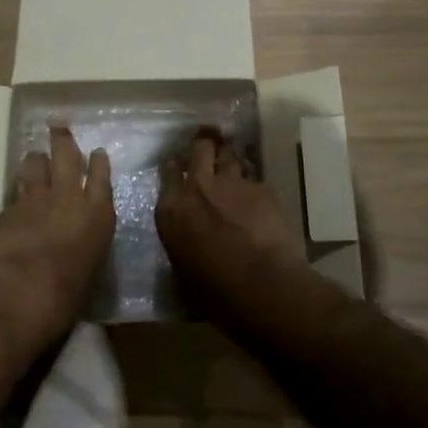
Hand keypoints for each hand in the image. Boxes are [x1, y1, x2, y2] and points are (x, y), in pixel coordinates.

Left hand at [0, 125, 113, 345]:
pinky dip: (17, 192)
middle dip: (62, 139)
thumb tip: (79, 244)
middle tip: (57, 125)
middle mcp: (69, 197)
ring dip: (35, 160)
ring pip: (35, 164)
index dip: (98, 162)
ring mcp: (36, 199)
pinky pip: (15, 192)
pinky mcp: (9, 208)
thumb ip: (86, 246)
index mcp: (98, 214)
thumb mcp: (90, 268)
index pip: (101, 176)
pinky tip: (15, 198)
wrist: (22, 293)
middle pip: (66, 155)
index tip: (97, 151)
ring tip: (34, 157)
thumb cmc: (68, 294)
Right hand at [155, 132, 303, 309]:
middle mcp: (197, 186)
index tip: (178, 163)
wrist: (259, 284)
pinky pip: (253, 179)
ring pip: (229, 154)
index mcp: (171, 208)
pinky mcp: (260, 187)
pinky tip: (258, 196)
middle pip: (200, 147)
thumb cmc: (213, 289)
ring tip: (232, 154)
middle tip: (209, 138)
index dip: (174, 165)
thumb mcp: (182, 265)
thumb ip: (181, 237)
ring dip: (229, 155)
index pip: (167, 171)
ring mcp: (231, 183)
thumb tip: (187, 234)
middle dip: (204, 141)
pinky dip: (252, 185)